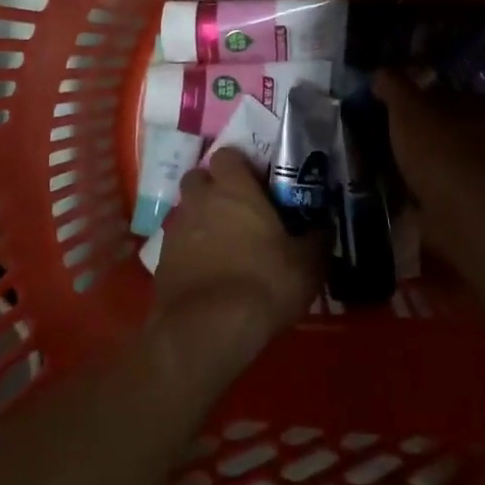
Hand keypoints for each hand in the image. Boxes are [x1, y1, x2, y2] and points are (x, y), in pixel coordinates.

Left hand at [154, 148, 324, 346]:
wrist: (208, 329)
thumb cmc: (263, 284)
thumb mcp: (308, 264)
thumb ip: (316, 238)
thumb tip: (323, 226)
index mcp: (233, 188)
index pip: (227, 155)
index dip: (240, 167)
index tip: (256, 185)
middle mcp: (199, 199)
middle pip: (199, 178)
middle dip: (213, 189)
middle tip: (236, 212)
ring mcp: (176, 228)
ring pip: (186, 210)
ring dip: (200, 220)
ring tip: (222, 245)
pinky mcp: (161, 259)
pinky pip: (176, 243)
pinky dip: (189, 251)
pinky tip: (206, 272)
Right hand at [373, 71, 484, 257]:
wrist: (466, 218)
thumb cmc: (441, 151)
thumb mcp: (408, 108)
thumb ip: (394, 86)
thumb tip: (380, 72)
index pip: (458, 85)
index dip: (428, 85)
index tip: (402, 91)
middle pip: (454, 120)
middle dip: (427, 122)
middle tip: (392, 123)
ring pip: (450, 153)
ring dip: (427, 155)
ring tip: (392, 155)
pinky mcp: (476, 203)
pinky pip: (445, 184)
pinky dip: (427, 184)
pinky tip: (402, 184)